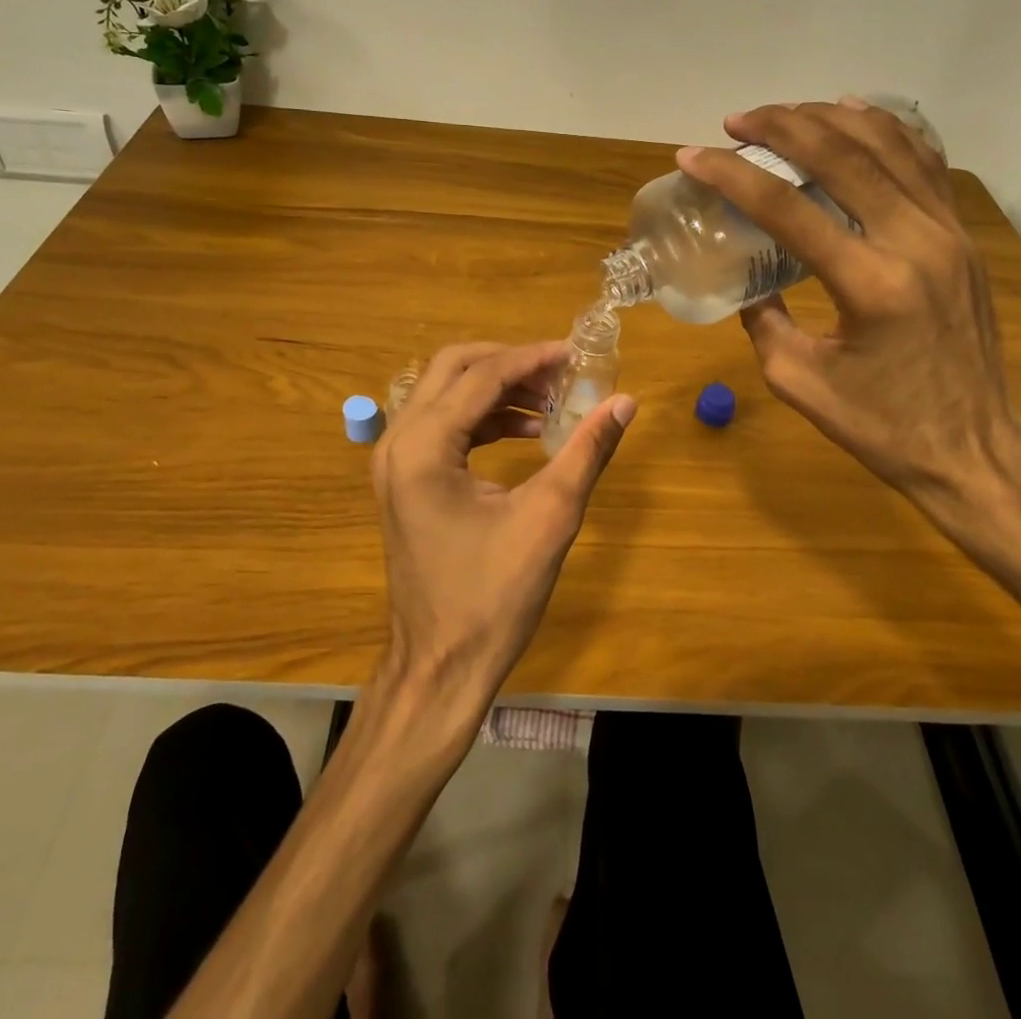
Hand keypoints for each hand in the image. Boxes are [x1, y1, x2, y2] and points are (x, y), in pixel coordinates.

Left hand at [370, 341, 636, 716]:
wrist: (440, 667)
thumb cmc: (493, 597)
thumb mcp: (549, 518)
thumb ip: (586, 452)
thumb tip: (625, 402)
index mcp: (424, 448)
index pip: (482, 377)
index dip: (533, 359)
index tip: (576, 354)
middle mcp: (398, 443)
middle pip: (453, 368)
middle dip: (509, 363)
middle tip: (559, 373)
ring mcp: (395, 462)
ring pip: (446, 394)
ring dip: (498, 390)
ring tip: (552, 403)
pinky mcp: (404, 481)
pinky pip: (444, 425)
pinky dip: (485, 418)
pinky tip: (528, 433)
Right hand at [677, 99, 1020, 520]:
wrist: (974, 449)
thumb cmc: (882, 427)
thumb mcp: (799, 381)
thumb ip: (765, 319)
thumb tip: (751, 278)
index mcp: (869, 284)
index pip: (787, 209)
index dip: (732, 176)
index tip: (693, 155)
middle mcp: (915, 242)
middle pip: (841, 156)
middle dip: (780, 127)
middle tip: (735, 121)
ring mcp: (948, 232)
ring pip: (887, 145)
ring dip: (828, 119)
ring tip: (783, 114)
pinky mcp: (962, 235)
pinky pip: (923, 162)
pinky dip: (884, 130)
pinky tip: (852, 116)